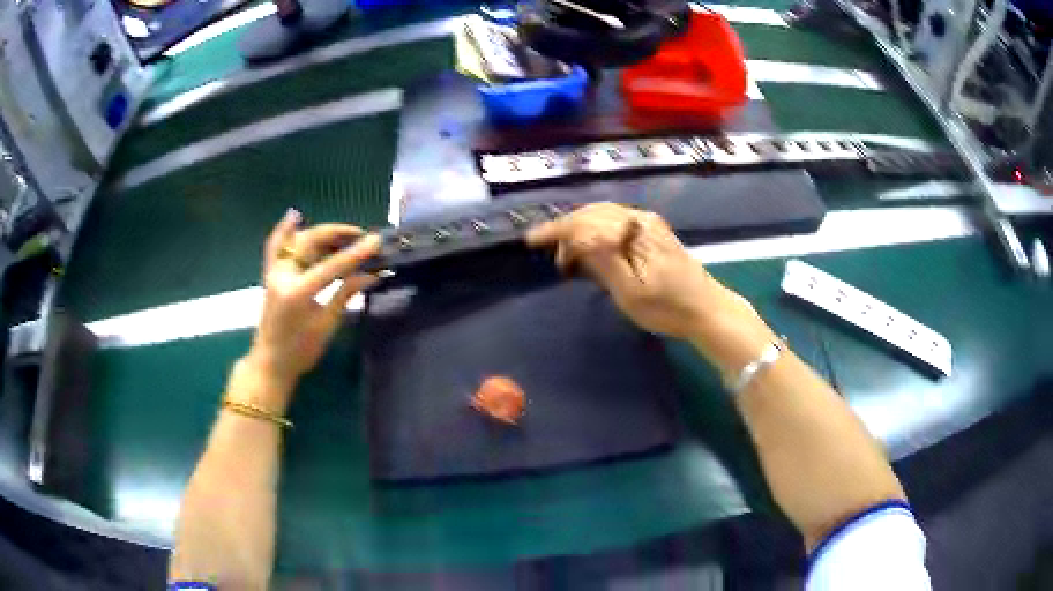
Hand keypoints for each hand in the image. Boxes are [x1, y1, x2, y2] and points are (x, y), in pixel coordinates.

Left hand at [244, 209, 380, 399]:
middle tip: (362, 236)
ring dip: (320, 234)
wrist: (270, 363)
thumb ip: (345, 294)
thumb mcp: (326, 325)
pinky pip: (275, 246)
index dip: (356, 252)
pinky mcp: (271, 275)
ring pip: (296, 241)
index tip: (376, 240)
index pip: (332, 265)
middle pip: (311, 242)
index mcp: (298, 292)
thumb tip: (372, 275)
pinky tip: (295, 217)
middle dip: (337, 234)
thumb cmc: (300, 352)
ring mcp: (274, 273)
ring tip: (345, 236)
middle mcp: (283, 275)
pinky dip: (285, 231)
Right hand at [526, 204, 770, 368]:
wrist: (707, 310)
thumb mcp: (630, 292)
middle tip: (548, 252)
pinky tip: (589, 244)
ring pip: (603, 214)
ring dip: (579, 228)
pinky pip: (615, 220)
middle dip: (565, 229)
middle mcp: (640, 218)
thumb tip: (576, 235)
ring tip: (565, 251)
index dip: (557, 230)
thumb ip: (603, 260)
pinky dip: (595, 229)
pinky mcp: (653, 231)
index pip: (586, 222)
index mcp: (635, 231)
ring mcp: (648, 222)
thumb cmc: (668, 308)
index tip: (532, 241)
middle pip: (592, 213)